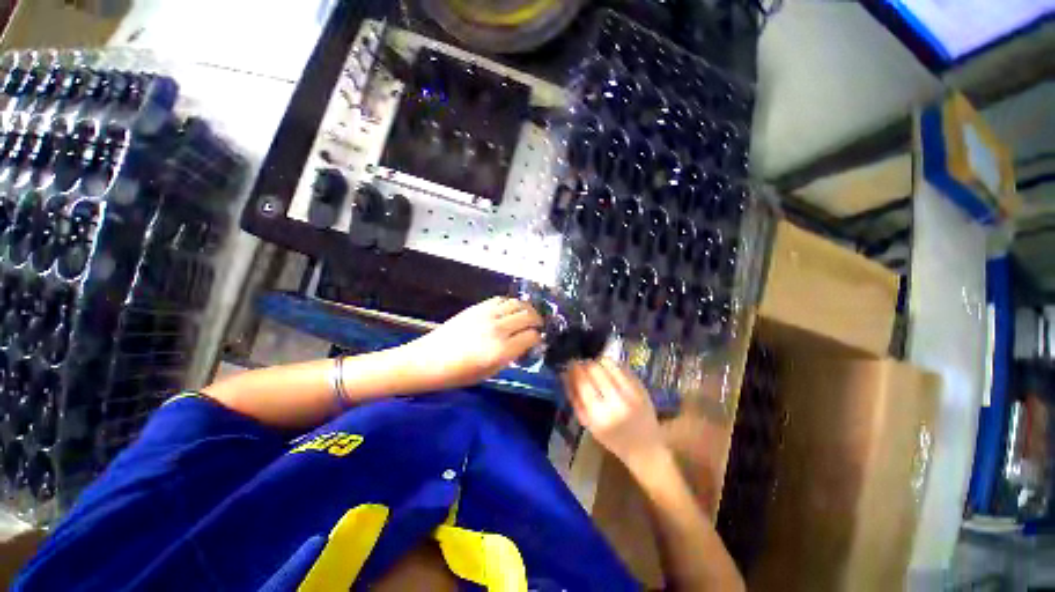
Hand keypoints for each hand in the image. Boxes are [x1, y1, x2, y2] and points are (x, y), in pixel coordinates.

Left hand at [403, 297, 542, 389]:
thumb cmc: (458, 374)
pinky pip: (501, 299)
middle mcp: (498, 329)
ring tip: (527, 315)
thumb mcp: (489, 373)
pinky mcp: (478, 307)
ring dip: (527, 309)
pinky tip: (509, 310)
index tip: (537, 341)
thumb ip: (510, 357)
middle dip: (538, 321)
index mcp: (501, 350)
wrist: (428, 360)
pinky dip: (510, 303)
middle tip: (538, 326)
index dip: (538, 338)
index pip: (532, 336)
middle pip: (529, 316)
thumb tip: (524, 345)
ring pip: (517, 303)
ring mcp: (487, 315)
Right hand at [562, 360, 665, 470]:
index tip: (570, 364)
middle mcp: (616, 402)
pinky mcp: (641, 387)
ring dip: (598, 362)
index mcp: (599, 415)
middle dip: (585, 363)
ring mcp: (631, 393)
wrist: (645, 447)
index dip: (574, 369)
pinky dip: (612, 366)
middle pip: (595, 369)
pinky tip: (609, 371)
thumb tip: (564, 375)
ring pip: (609, 364)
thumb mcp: (588, 424)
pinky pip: (622, 367)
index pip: (583, 382)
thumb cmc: (612, 438)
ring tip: (596, 367)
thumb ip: (574, 399)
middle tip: (582, 365)